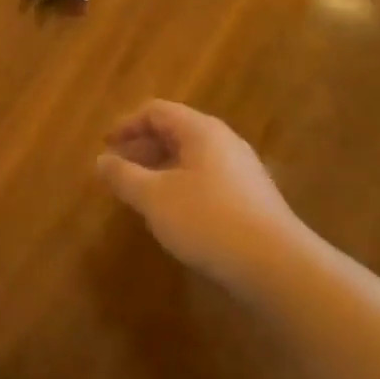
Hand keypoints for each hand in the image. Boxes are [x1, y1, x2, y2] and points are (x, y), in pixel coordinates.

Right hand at [97, 99, 314, 289]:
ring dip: (160, 169)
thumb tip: (101, 160)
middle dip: (142, 147)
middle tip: (118, 170)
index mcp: (201, 131)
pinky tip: (173, 214)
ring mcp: (242, 171)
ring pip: (191, 158)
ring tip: (140, 193)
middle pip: (175, 131)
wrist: (278, 267)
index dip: (127, 125)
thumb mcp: (154, 197)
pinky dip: (180, 186)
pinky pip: (206, 179)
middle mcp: (224, 142)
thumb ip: (124, 176)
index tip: (106, 146)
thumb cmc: (208, 220)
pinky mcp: (251, 199)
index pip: (156, 111)